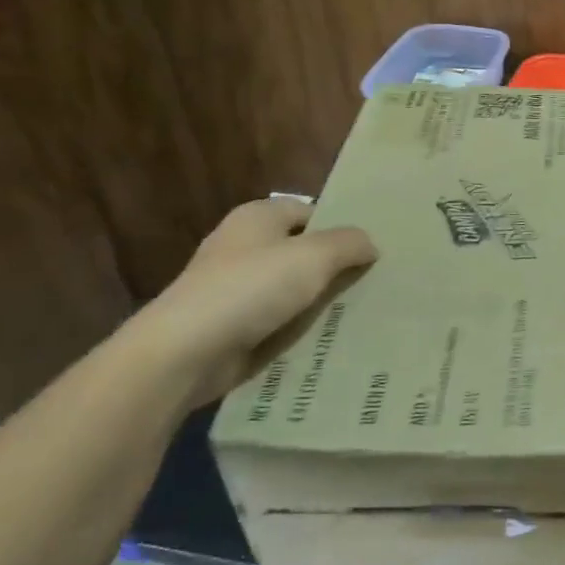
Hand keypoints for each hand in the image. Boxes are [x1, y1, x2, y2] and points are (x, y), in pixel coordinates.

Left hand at [128, 198, 376, 403]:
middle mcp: (244, 247)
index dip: (341, 227)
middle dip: (336, 267)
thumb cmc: (250, 288)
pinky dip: (300, 329)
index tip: (374, 249)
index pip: (310, 212)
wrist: (186, 352)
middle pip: (303, 251)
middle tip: (378, 281)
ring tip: (365, 312)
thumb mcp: (313, 257)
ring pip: (293, 289)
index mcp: (257, 218)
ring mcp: (236, 289)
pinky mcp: (233, 326)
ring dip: (321, 302)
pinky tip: (331, 340)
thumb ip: (348, 243)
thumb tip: (370, 244)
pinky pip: (279, 321)